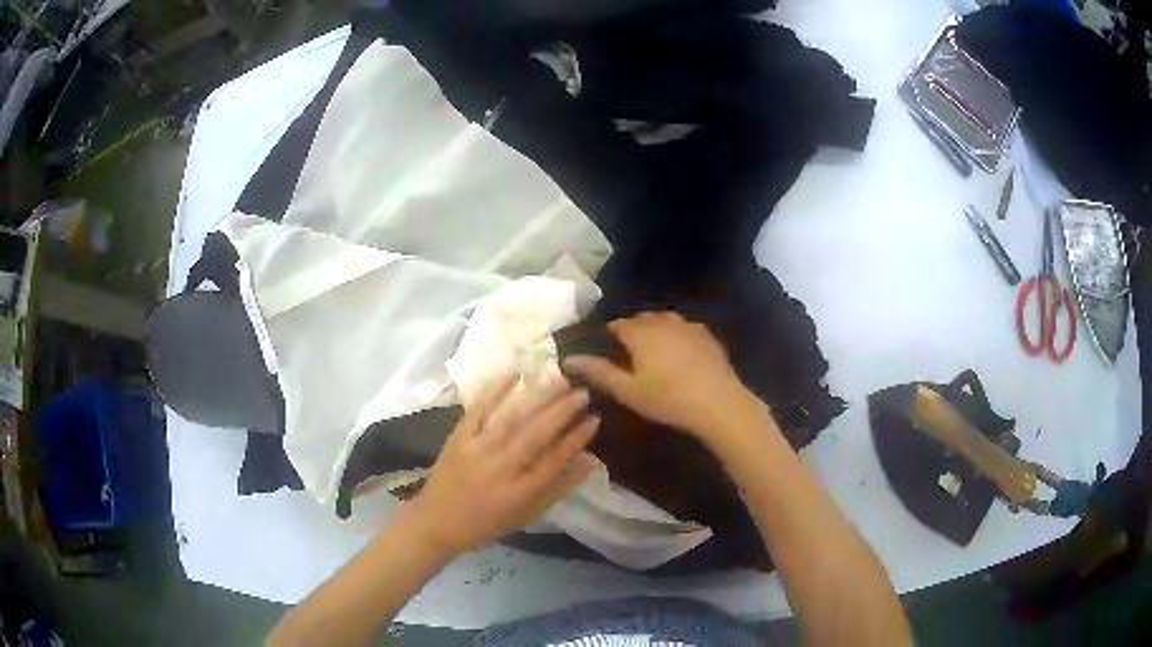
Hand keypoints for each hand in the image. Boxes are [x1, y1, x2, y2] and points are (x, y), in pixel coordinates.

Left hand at [407, 376, 598, 555]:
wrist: (437, 522)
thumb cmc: (487, 523)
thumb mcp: (528, 514)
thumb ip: (559, 488)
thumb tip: (589, 460)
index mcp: (519, 493)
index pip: (554, 461)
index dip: (576, 439)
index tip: (595, 419)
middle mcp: (500, 469)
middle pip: (536, 435)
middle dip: (562, 411)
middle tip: (582, 391)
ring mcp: (476, 451)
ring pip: (511, 419)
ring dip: (537, 397)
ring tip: (559, 379)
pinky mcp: (458, 438)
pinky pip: (478, 410)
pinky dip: (495, 391)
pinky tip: (514, 374)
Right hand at [564, 311, 765, 442]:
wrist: (718, 402)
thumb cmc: (668, 399)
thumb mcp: (628, 391)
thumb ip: (599, 372)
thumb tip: (569, 358)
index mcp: (640, 333)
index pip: (616, 325)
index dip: (608, 335)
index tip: (605, 349)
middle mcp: (662, 321)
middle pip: (641, 318)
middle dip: (632, 330)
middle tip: (628, 354)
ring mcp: (688, 325)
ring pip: (664, 319)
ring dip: (655, 329)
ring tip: (653, 352)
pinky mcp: (707, 334)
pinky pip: (684, 327)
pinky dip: (676, 334)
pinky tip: (680, 353)